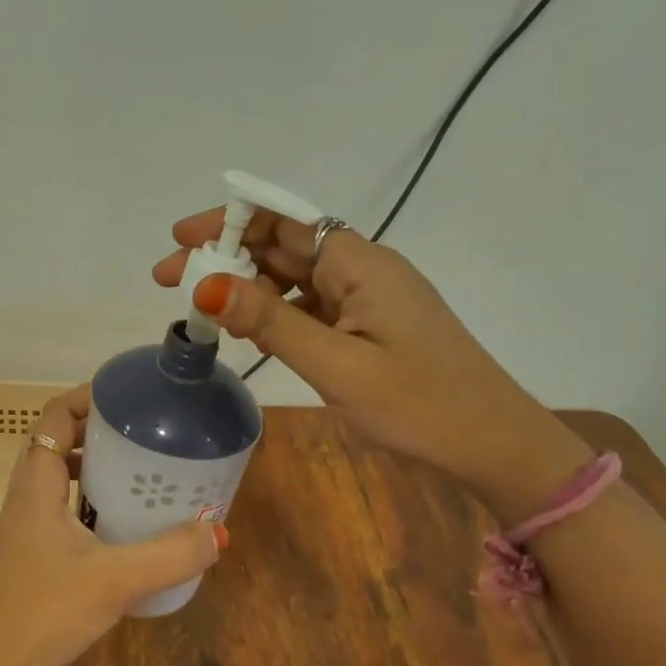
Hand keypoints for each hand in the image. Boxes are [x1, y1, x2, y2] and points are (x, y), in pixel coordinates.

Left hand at [0, 384, 223, 665]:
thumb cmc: (46, 609)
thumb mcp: (115, 579)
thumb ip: (169, 555)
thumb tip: (217, 532)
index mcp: (37, 481)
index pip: (56, 415)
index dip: (88, 397)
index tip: (129, 397)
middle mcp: (28, 494)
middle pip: (60, 441)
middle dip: (101, 431)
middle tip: (146, 433)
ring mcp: (28, 524)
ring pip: (62, 477)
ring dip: (97, 467)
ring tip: (142, 472)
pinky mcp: (34, 551)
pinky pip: (65, 507)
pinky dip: (92, 502)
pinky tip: (125, 525)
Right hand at [153, 211, 588, 525]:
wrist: (496, 446)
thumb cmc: (420, 405)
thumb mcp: (336, 365)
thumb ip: (271, 322)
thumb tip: (206, 285)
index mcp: (358, 263)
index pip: (281, 219)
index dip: (227, 221)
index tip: (179, 239)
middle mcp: (361, 268)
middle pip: (281, 245)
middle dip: (224, 257)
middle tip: (169, 281)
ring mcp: (367, 297)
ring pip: (293, 276)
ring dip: (246, 286)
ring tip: (200, 309)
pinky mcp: (369, 324)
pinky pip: (310, 304)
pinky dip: (274, 311)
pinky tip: (249, 332)